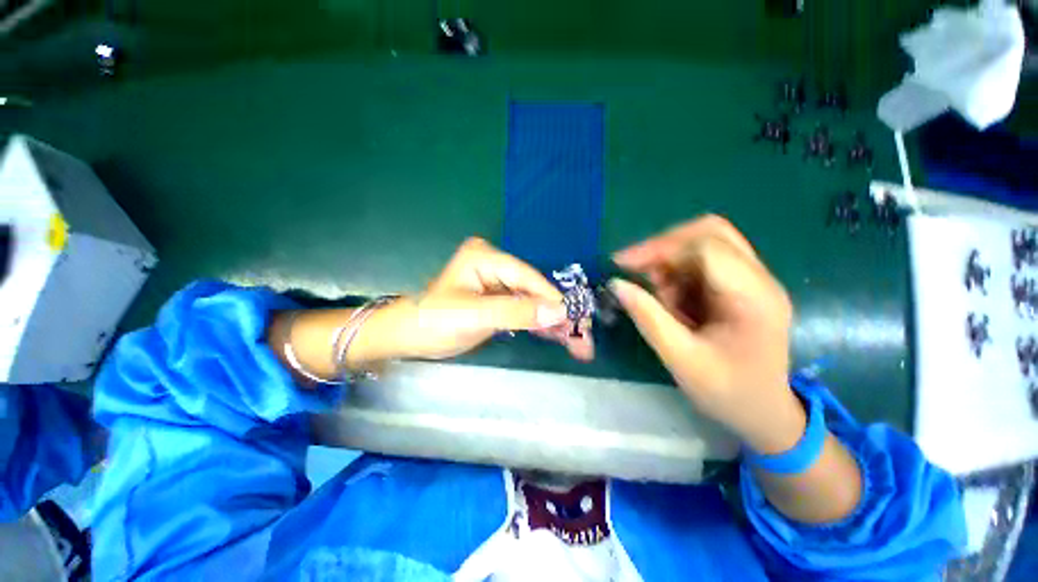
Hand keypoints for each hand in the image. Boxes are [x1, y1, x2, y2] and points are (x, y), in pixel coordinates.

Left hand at [380, 237, 594, 361]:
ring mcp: (499, 283)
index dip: (554, 299)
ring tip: (578, 344)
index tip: (578, 320)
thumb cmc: (434, 321)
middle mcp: (496, 265)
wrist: (410, 337)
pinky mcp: (499, 300)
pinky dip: (541, 325)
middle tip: (583, 338)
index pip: (529, 277)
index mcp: (487, 257)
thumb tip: (560, 312)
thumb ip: (517, 312)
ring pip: (534, 302)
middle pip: (535, 290)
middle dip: (559, 314)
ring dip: (554, 323)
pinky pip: (525, 310)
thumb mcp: (475, 316)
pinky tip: (559, 337)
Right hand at [609, 216, 803, 452]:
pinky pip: (702, 262)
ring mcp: (752, 280)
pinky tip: (669, 297)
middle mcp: (759, 279)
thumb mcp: (681, 359)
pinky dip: (677, 272)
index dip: (660, 248)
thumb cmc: (727, 393)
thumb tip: (616, 284)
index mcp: (753, 297)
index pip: (707, 246)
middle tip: (634, 268)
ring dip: (670, 260)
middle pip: (709, 232)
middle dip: (664, 246)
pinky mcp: (740, 286)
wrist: (763, 413)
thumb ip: (648, 318)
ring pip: (704, 243)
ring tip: (655, 292)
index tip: (622, 264)